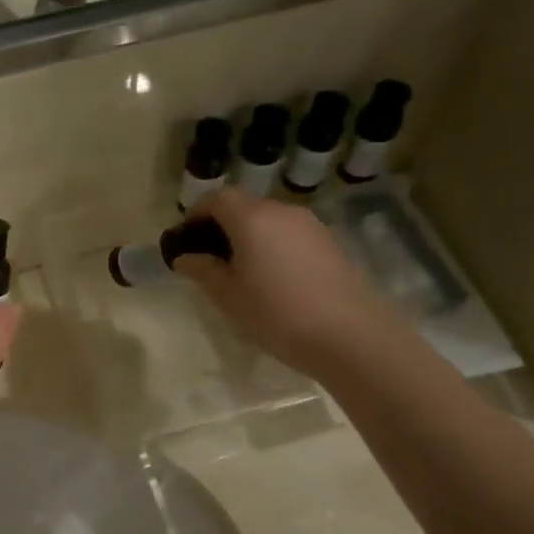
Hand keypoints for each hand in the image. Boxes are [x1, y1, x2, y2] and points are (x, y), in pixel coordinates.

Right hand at [172, 191, 385, 370]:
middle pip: (244, 206)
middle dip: (222, 226)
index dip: (196, 213)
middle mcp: (281, 211)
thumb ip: (202, 270)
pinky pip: (289, 235)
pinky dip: (272, 246)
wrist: (348, 335)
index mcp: (251, 218)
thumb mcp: (228, 296)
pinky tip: (272, 280)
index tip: (186, 239)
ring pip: (268, 220)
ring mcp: (310, 225)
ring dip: (249, 237)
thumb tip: (184, 257)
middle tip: (209, 260)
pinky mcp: (328, 243)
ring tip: (240, 273)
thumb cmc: (276, 314)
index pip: (217, 198)